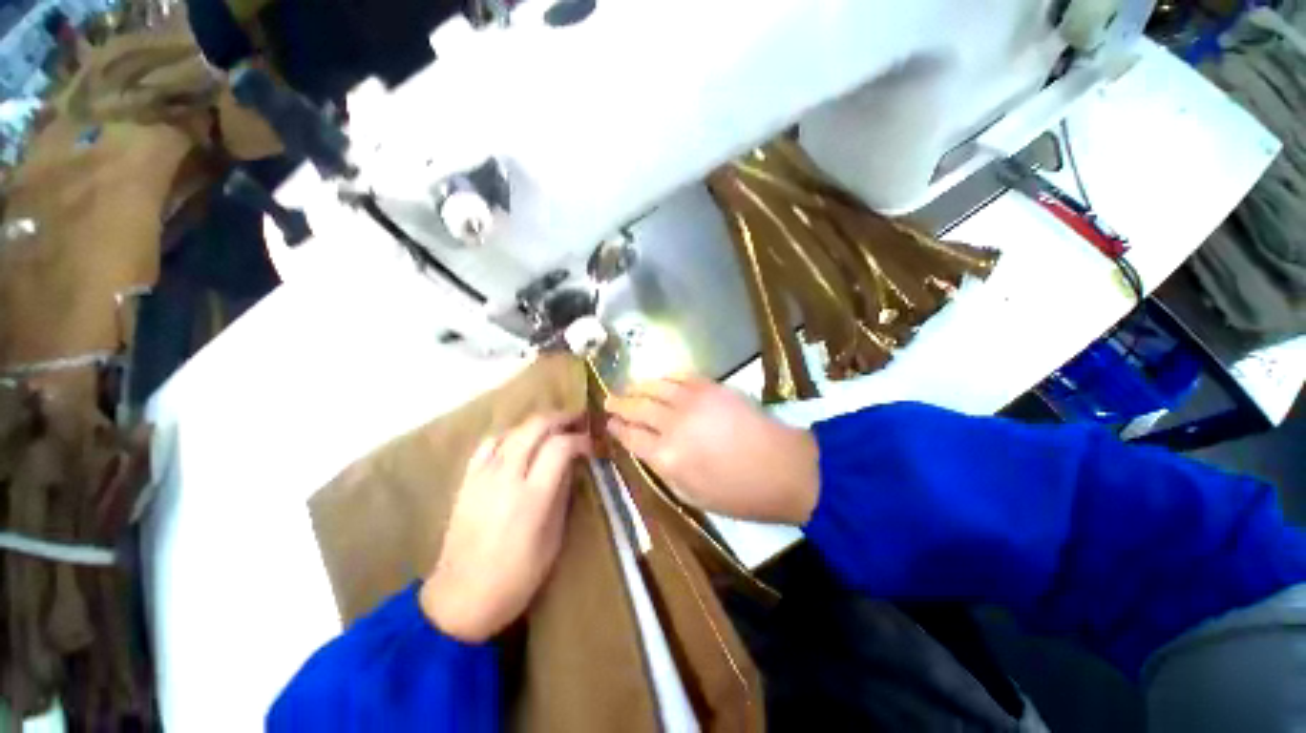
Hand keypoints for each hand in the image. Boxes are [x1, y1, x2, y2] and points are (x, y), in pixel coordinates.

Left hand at [420, 413, 590, 642]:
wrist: (460, 598)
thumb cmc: (516, 577)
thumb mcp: (553, 539)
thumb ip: (563, 495)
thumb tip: (572, 464)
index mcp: (532, 497)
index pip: (560, 447)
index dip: (580, 439)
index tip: (592, 444)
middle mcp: (506, 478)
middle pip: (535, 427)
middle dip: (561, 418)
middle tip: (578, 421)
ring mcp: (482, 476)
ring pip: (513, 430)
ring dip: (538, 424)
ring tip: (554, 429)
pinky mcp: (467, 480)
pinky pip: (489, 444)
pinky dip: (510, 435)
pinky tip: (519, 442)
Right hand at [606, 376, 818, 524]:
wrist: (782, 467)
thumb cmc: (738, 494)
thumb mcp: (692, 495)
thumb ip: (664, 470)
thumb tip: (649, 451)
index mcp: (667, 457)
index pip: (630, 436)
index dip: (616, 428)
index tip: (609, 424)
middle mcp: (673, 425)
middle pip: (637, 407)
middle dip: (619, 403)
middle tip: (609, 401)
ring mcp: (692, 401)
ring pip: (655, 387)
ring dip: (637, 385)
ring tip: (628, 386)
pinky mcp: (711, 387)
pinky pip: (681, 376)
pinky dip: (665, 377)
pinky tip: (659, 379)